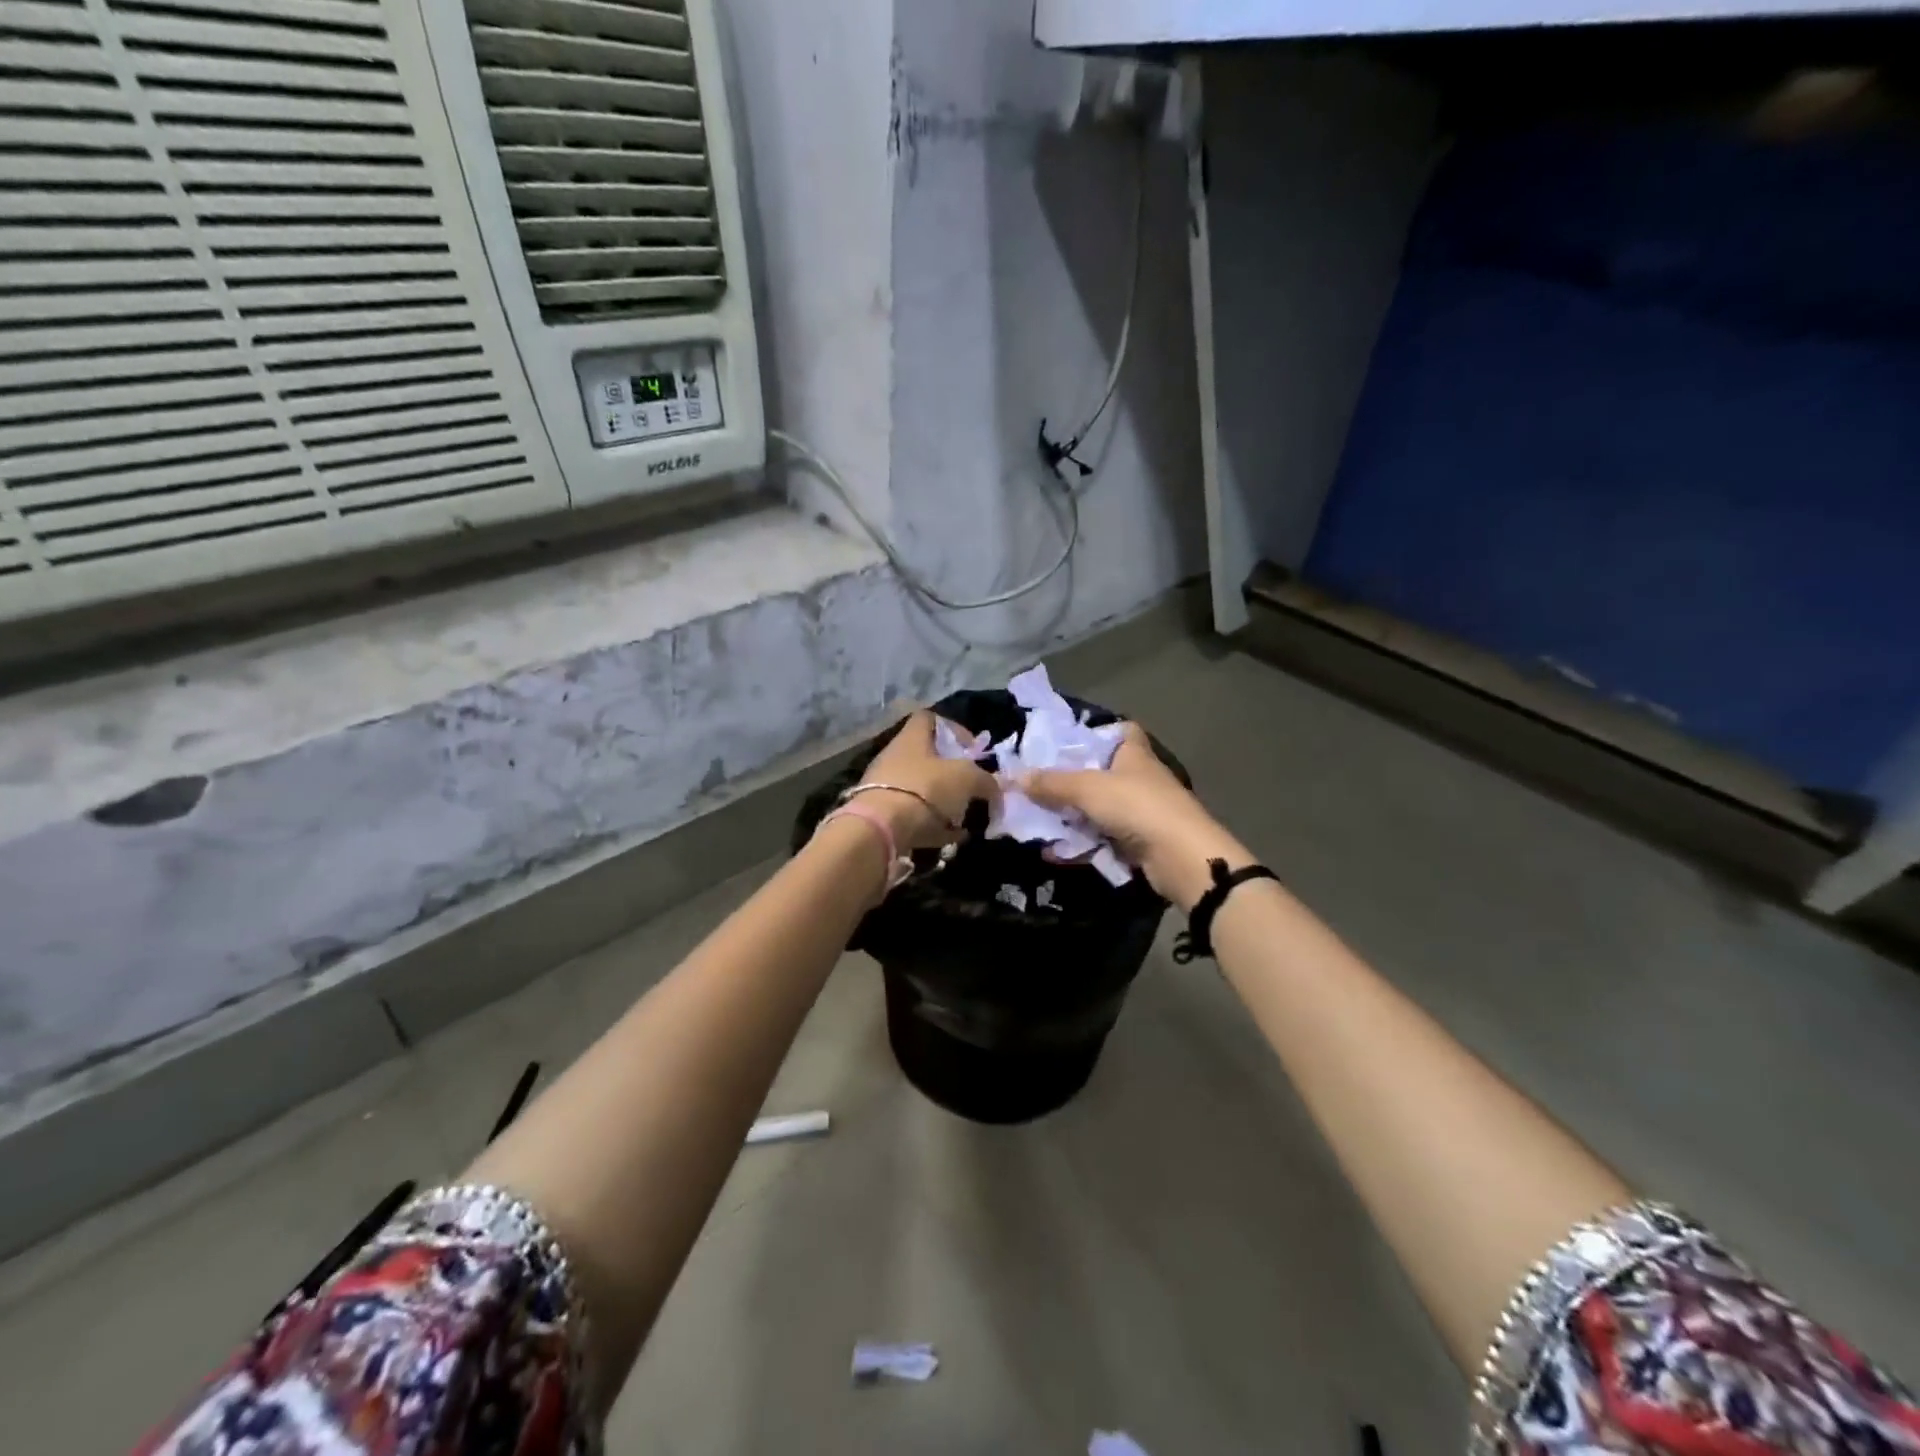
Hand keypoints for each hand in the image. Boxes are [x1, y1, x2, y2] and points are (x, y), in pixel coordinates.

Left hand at [856, 711, 1000, 854]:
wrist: (881, 829)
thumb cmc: (926, 789)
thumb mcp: (967, 779)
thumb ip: (986, 780)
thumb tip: (996, 788)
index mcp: (912, 737)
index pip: (930, 718)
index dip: (955, 729)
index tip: (973, 749)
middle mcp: (895, 756)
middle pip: (927, 757)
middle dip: (954, 772)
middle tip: (973, 787)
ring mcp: (885, 786)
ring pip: (922, 788)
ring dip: (945, 801)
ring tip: (966, 816)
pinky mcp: (882, 815)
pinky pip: (914, 816)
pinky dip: (934, 825)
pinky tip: (952, 837)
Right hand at [1020, 723, 1250, 909]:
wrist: (1181, 858)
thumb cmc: (1137, 807)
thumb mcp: (1087, 789)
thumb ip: (1051, 783)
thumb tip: (1011, 776)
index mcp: (1134, 754)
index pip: (1121, 731)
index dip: (1097, 732)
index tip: (1067, 741)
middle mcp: (1139, 779)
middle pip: (1101, 772)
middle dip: (1069, 780)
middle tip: (1035, 785)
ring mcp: (1140, 812)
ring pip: (1098, 809)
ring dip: (1069, 816)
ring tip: (1033, 820)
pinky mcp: (1138, 843)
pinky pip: (1101, 839)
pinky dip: (1079, 844)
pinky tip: (1051, 851)